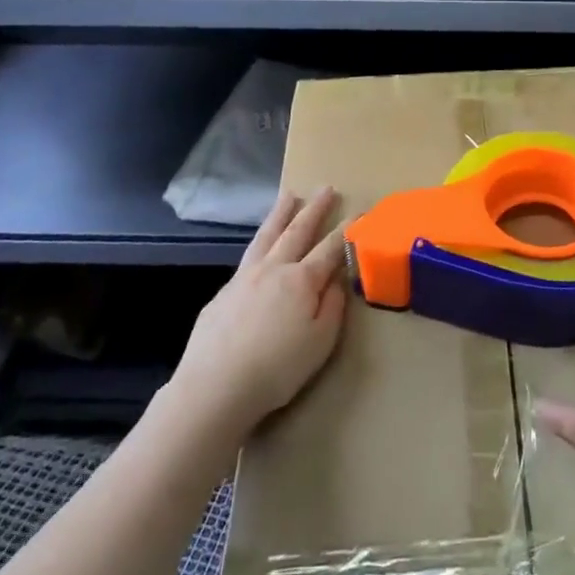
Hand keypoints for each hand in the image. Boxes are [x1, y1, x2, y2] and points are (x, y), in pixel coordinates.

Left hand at [171, 188, 348, 436]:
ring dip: (280, 214)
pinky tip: (260, 246)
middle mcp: (274, 269)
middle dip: (314, 209)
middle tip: (326, 188)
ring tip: (290, 195)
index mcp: (302, 280)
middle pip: (297, 231)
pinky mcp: (223, 292)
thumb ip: (333, 307)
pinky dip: (260, 242)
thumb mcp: (321, 342)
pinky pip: (248, 256)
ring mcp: (245, 277)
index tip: (360, 212)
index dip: (347, 230)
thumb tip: (337, 280)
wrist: (215, 386)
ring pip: (267, 236)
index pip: (330, 248)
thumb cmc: (278, 368)